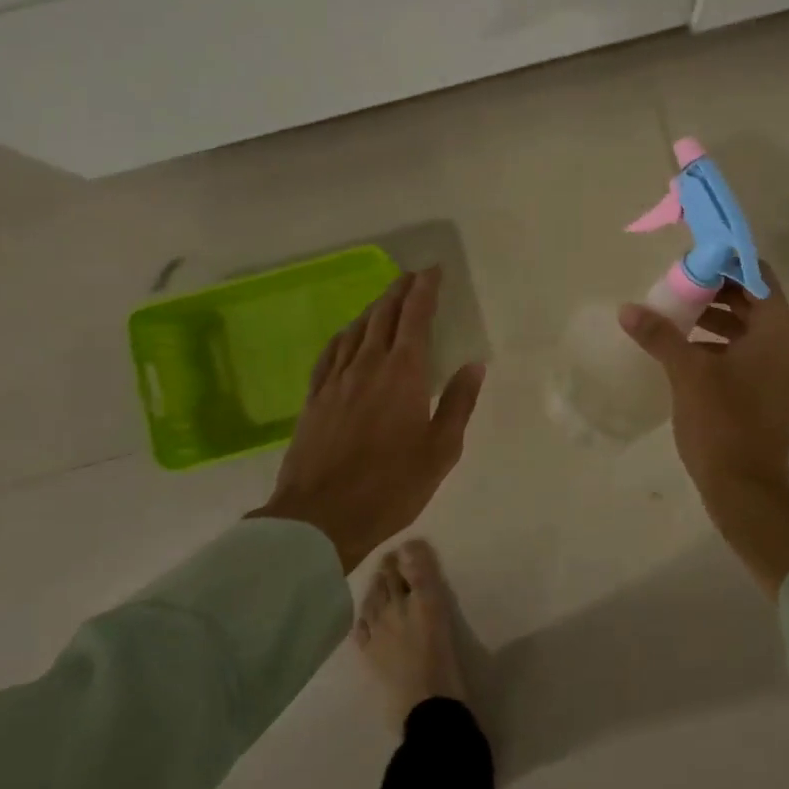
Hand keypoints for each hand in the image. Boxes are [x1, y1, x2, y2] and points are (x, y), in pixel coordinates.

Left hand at [249, 268, 484, 572]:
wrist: (319, 517)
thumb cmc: (391, 486)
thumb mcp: (440, 450)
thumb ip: (457, 403)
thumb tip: (474, 365)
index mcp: (403, 374)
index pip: (415, 318)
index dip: (425, 290)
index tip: (433, 271)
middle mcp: (368, 366)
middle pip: (384, 315)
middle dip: (400, 291)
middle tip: (413, 275)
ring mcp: (336, 381)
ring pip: (356, 330)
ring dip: (374, 308)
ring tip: (386, 298)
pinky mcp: (314, 398)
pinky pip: (331, 353)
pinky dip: (345, 335)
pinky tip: (348, 334)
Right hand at [618, 262, 788, 504]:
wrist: (746, 487)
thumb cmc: (723, 423)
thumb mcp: (688, 373)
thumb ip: (660, 335)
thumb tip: (628, 308)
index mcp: (777, 328)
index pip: (755, 273)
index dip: (725, 260)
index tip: (691, 257)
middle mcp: (785, 341)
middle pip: (750, 296)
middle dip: (714, 287)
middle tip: (676, 282)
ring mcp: (777, 366)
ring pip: (745, 323)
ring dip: (713, 313)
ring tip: (674, 311)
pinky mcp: (765, 386)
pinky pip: (743, 348)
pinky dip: (717, 340)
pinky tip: (683, 345)